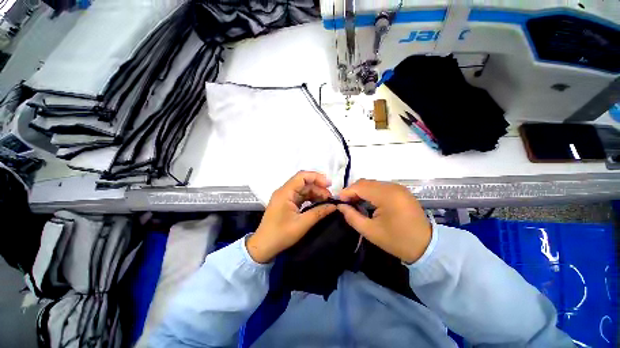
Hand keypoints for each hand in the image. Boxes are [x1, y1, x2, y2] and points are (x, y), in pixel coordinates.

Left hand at [247, 171, 336, 262]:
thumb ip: (319, 212)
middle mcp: (284, 191)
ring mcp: (285, 197)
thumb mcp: (302, 223)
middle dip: (318, 188)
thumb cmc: (281, 234)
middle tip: (330, 197)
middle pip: (304, 182)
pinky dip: (310, 199)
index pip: (302, 176)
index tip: (329, 185)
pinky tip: (318, 204)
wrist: (264, 246)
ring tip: (327, 201)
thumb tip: (334, 206)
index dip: (317, 177)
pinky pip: (300, 196)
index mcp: (285, 192)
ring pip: (303, 189)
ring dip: (315, 193)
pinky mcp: (286, 203)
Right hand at [337, 179, 431, 263]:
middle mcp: (393, 186)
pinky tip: (367, 201)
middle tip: (346, 203)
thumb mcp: (370, 231)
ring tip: (354, 202)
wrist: (427, 247)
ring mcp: (398, 187)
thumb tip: (340, 206)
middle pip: (366, 182)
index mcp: (387, 195)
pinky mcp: (401, 191)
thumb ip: (352, 217)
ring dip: (361, 191)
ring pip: (372, 183)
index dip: (346, 192)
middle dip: (353, 191)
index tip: (338, 201)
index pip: (360, 186)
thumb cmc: (397, 241)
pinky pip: (380, 186)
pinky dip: (370, 192)